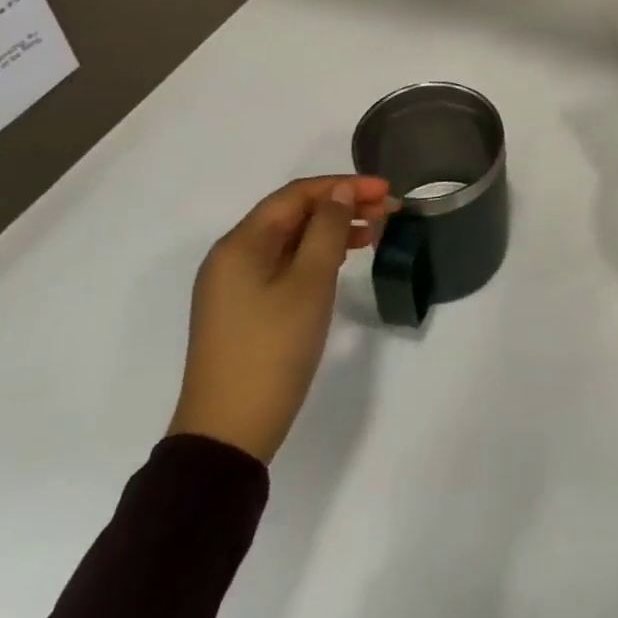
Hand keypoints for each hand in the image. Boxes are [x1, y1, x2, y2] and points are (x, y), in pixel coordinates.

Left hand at [168, 175, 392, 462]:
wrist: (229, 432)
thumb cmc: (273, 349)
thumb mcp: (310, 282)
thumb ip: (328, 229)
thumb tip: (339, 192)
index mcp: (240, 244)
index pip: (297, 195)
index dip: (344, 186)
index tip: (387, 191)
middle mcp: (232, 256)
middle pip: (292, 214)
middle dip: (341, 205)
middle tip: (388, 211)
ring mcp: (234, 285)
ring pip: (290, 239)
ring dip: (331, 230)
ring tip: (372, 234)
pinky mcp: (243, 308)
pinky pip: (283, 263)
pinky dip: (316, 254)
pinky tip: (342, 260)